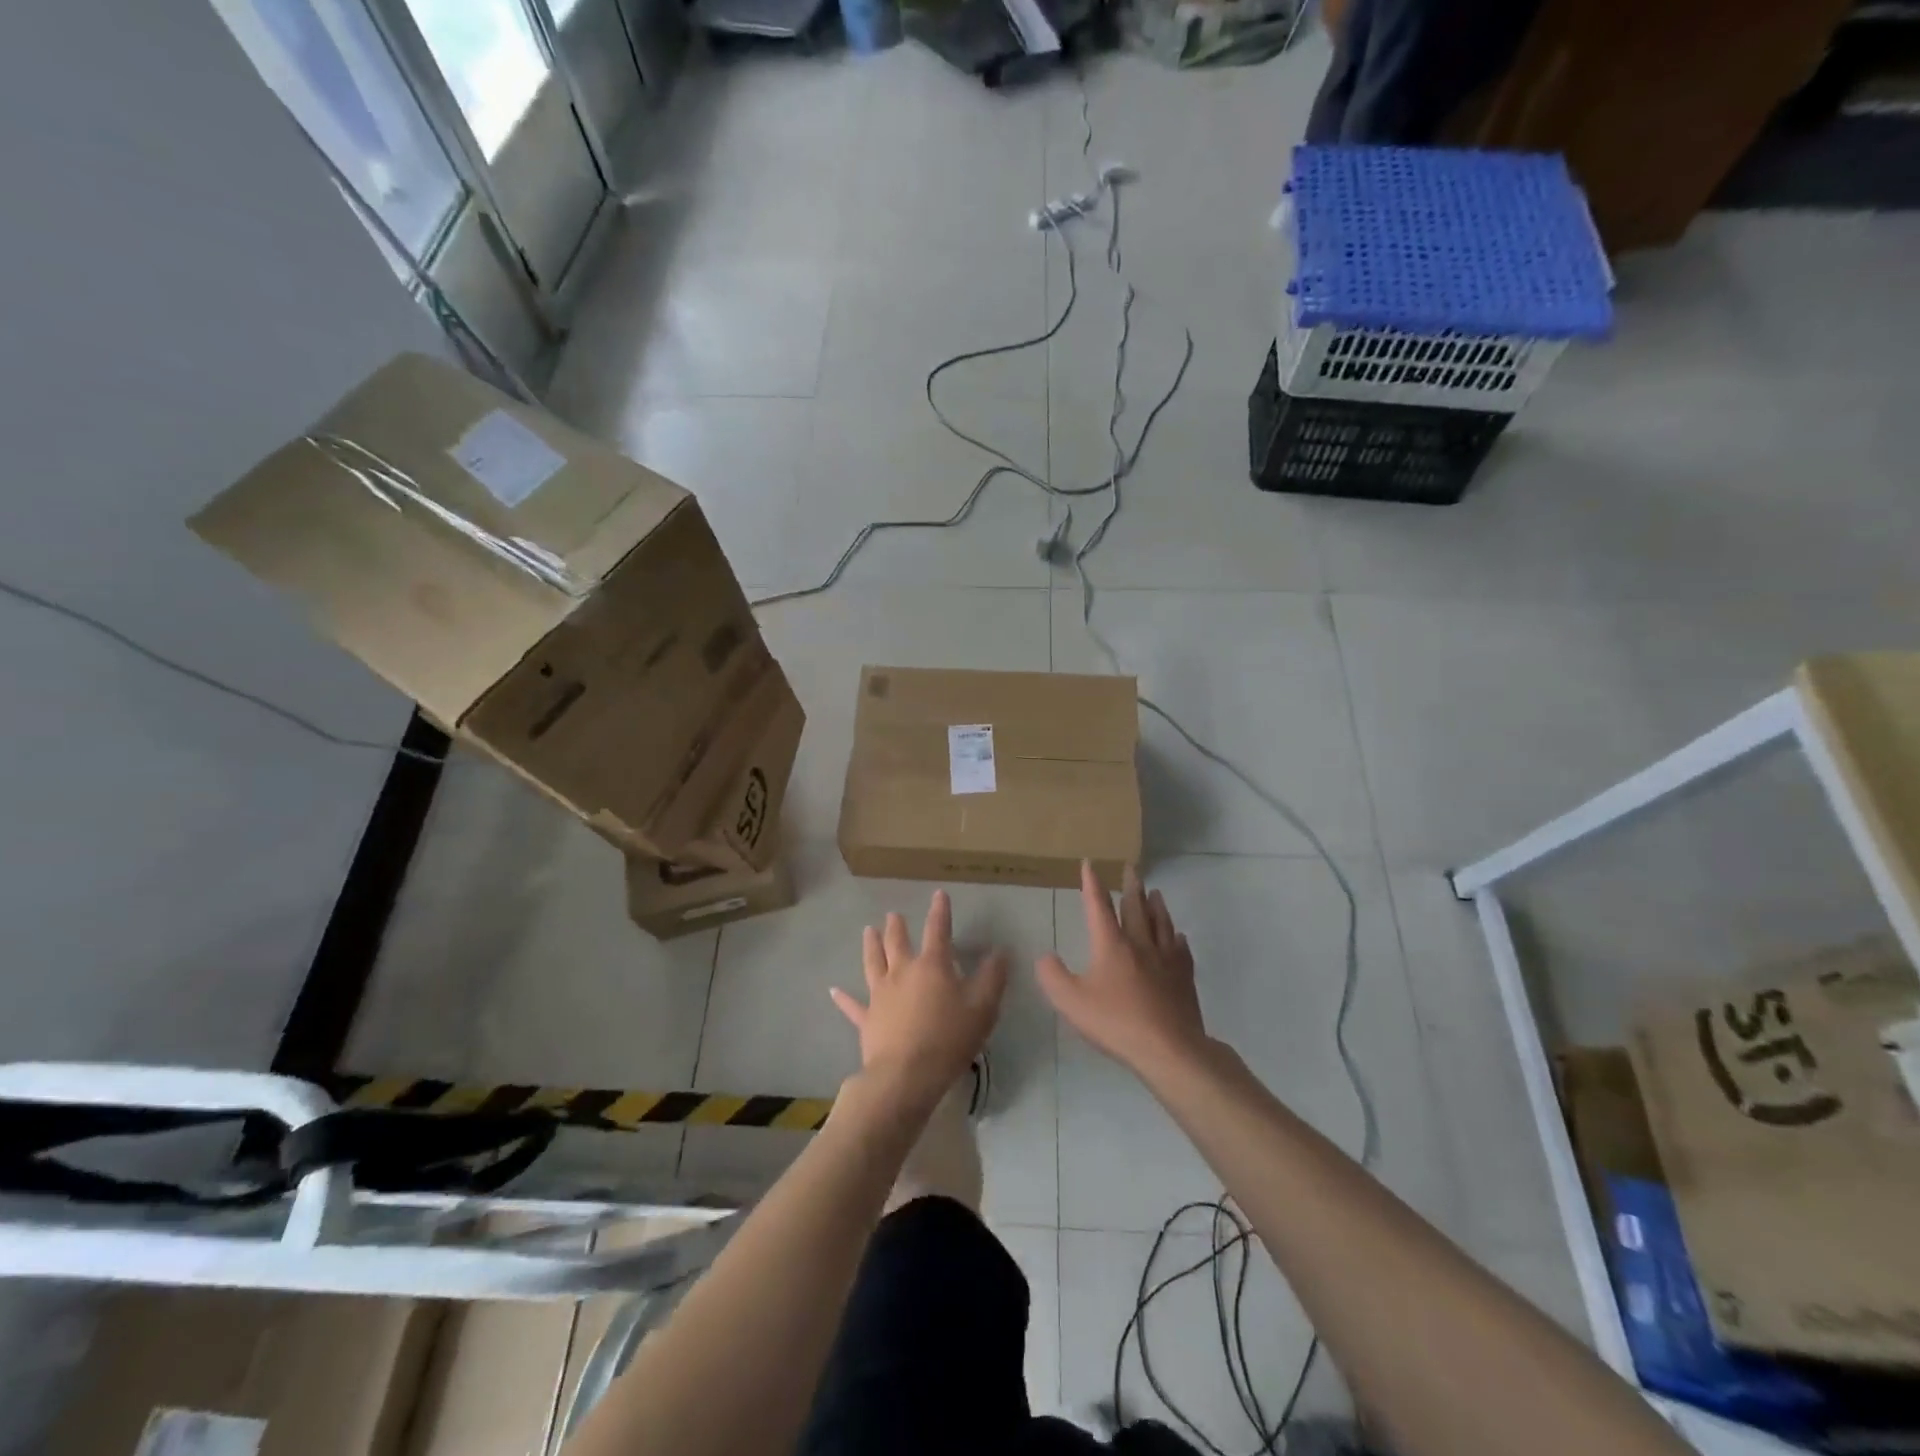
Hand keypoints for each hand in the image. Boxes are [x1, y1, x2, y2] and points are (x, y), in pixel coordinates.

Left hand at [830, 890, 1008, 1109]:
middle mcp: (902, 972)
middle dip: (897, 926)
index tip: (938, 894)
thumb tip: (1000, 952)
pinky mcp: (867, 1019)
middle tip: (892, 914)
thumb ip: (992, 978)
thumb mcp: (983, 1008)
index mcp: (932, 966)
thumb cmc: (949, 1038)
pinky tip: (833, 990)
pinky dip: (843, 998)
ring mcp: (880, 995)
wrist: (906, 1075)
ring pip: (873, 963)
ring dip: (871, 946)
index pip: (937, 931)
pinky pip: (852, 1006)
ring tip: (868, 931)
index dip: (940, 911)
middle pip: (897, 942)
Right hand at [1037, 862, 1206, 1076]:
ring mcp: (1166, 959)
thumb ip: (1053, 976)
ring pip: (1161, 923)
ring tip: (1155, 893)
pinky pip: (1181, 949)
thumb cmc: (1116, 1023)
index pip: (1098, 906)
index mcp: (1112, 944)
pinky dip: (1177, 938)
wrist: (1170, 1049)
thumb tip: (1045, 957)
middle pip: (1136, 907)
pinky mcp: (1184, 978)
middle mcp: (1140, 943)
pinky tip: (1178, 937)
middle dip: (1131, 886)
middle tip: (1131, 868)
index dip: (1092, 883)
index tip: (1090, 863)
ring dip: (1156, 905)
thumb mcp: (1071, 1002)